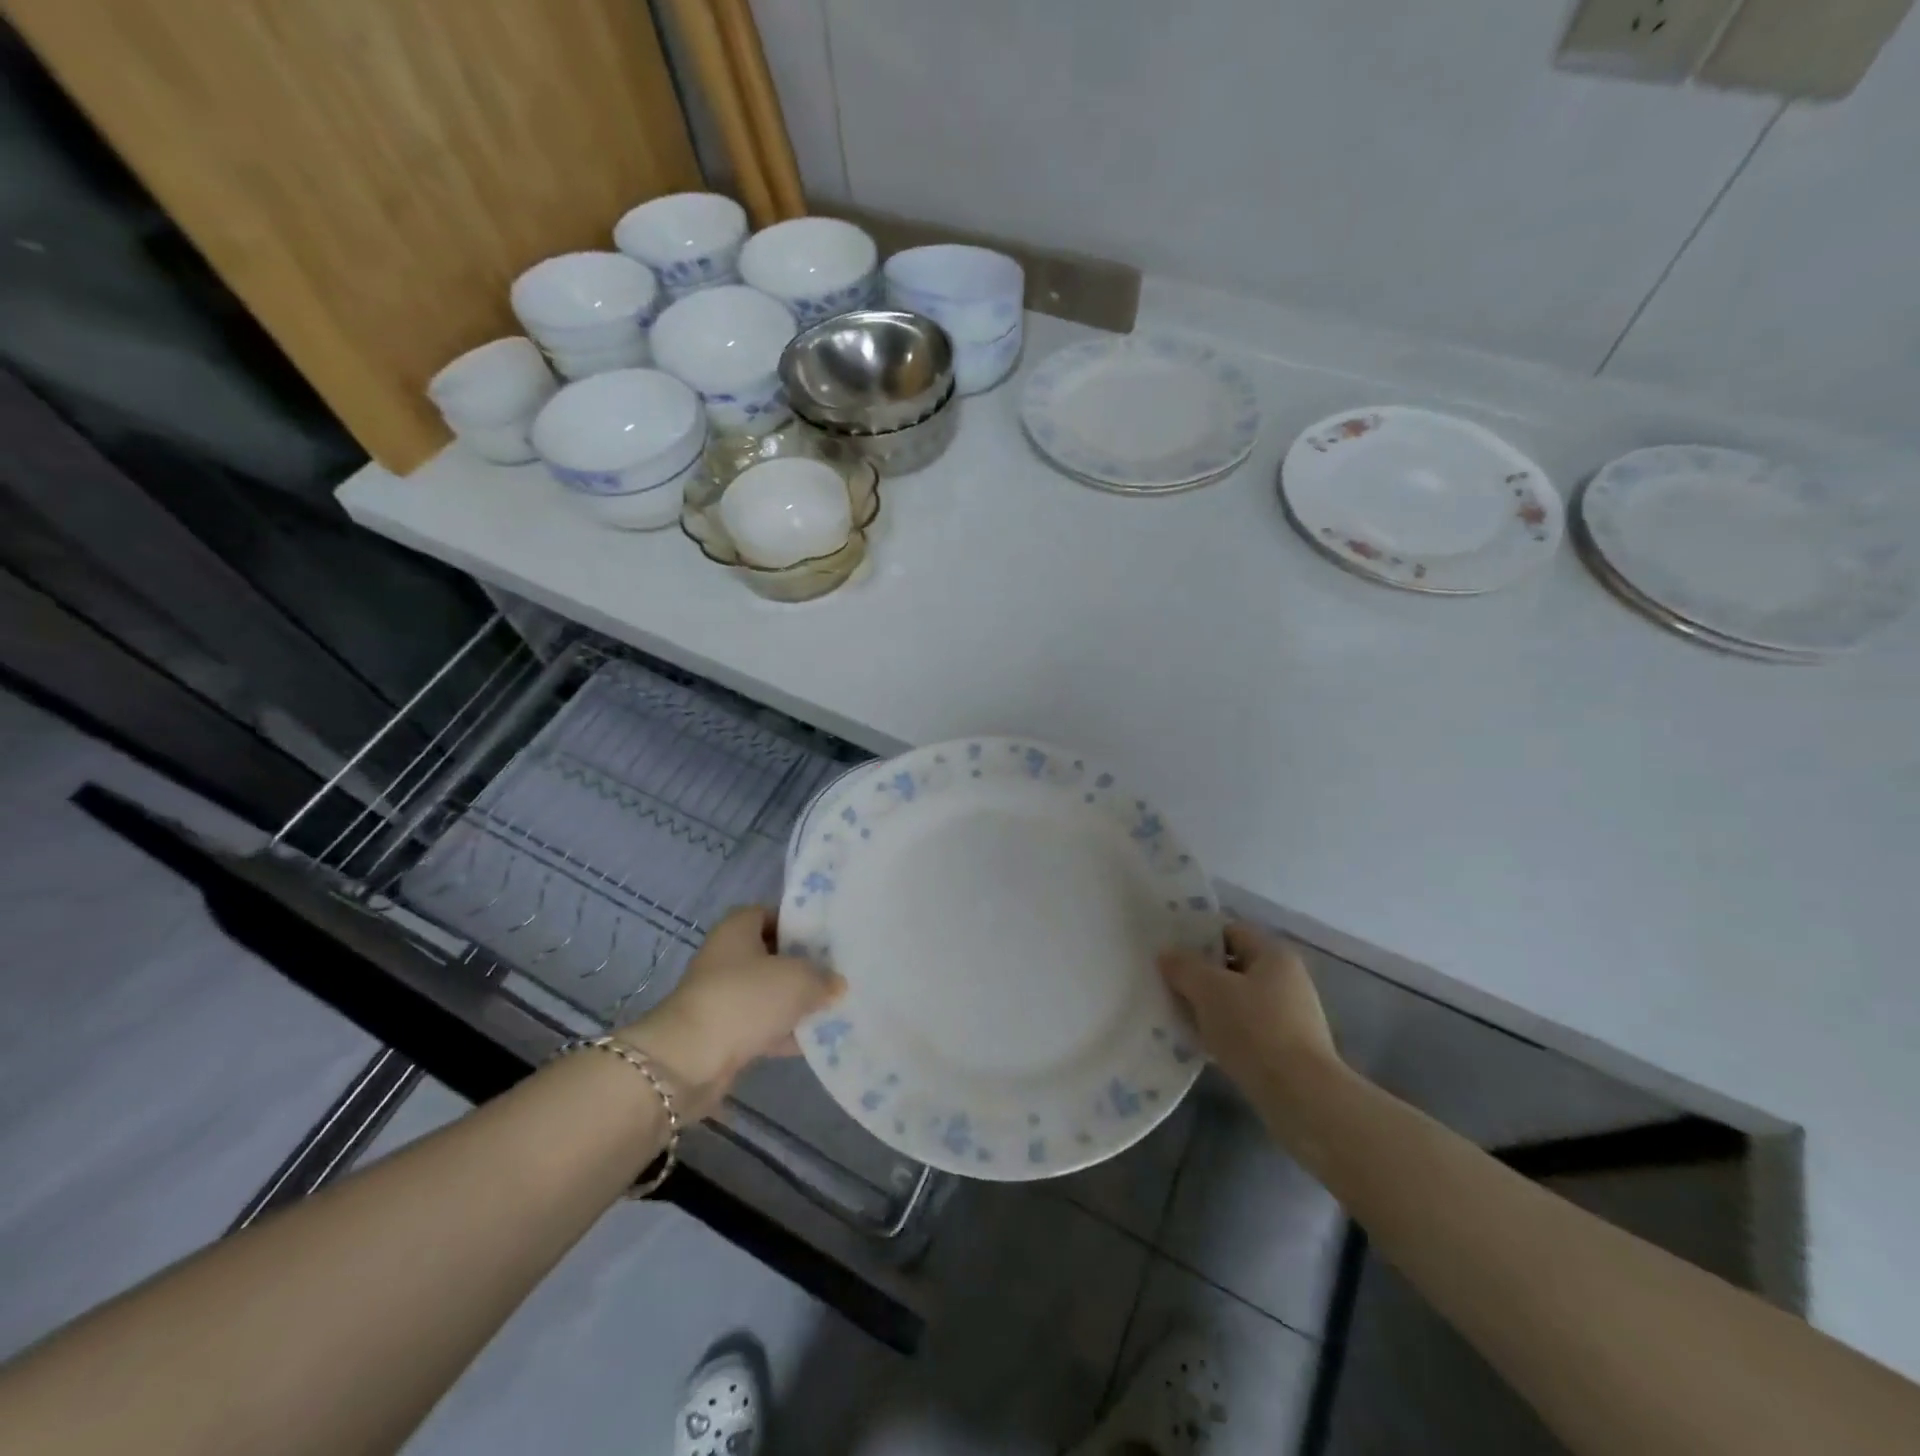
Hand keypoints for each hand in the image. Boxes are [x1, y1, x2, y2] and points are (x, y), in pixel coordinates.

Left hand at [618, 906, 842, 1119]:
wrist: (690, 1059)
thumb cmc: (746, 999)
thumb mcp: (798, 979)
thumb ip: (823, 978)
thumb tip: (835, 984)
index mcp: (738, 928)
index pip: (773, 914)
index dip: (800, 924)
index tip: (829, 938)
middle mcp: (726, 956)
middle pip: (773, 954)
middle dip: (804, 965)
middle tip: (837, 973)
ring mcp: (722, 995)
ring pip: (768, 992)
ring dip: (795, 1002)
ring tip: (834, 1007)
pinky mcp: (722, 1032)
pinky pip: (761, 1025)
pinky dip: (783, 1032)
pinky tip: (814, 1040)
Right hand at [1158, 923, 1341, 1099]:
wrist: (1301, 1098)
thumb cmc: (1255, 1030)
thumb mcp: (1209, 990)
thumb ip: (1184, 967)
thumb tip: (1167, 954)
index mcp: (1274, 955)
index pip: (1230, 931)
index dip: (1198, 937)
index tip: (1169, 952)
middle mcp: (1287, 979)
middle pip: (1233, 966)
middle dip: (1200, 975)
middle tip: (1167, 984)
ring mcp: (1290, 1016)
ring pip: (1237, 1000)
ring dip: (1209, 1006)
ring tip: (1178, 1015)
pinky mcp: (1286, 1049)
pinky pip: (1245, 1029)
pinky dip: (1223, 1032)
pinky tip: (1200, 1043)